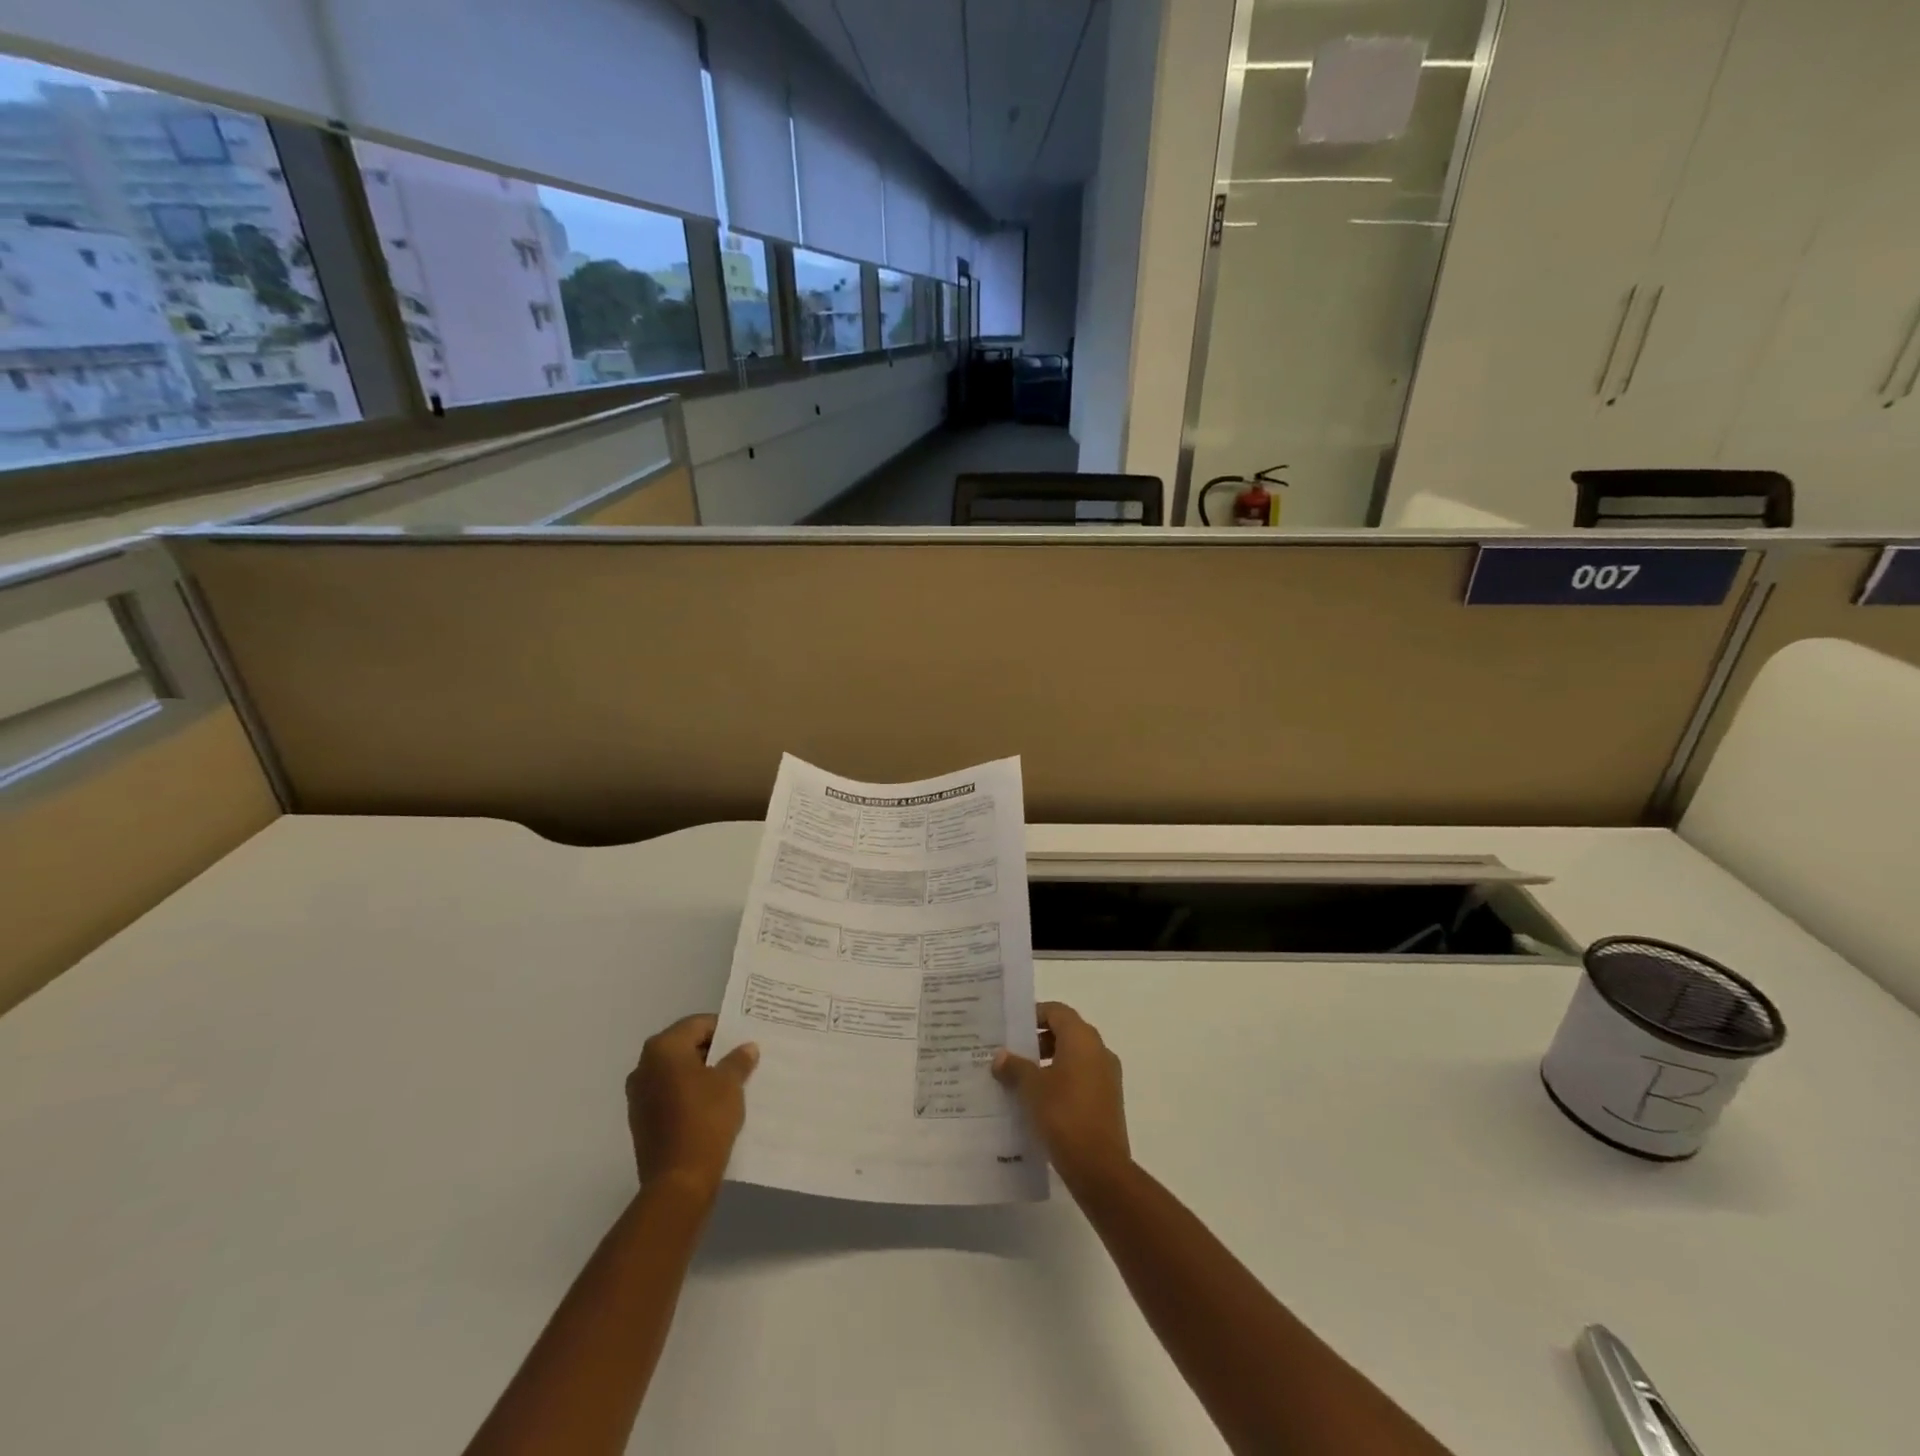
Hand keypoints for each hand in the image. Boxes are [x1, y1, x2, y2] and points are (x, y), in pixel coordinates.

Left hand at [625, 1014, 757, 1199]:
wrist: (678, 1181)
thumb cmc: (705, 1119)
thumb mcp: (730, 1084)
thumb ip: (738, 1060)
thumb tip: (747, 1048)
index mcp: (663, 1049)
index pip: (697, 1024)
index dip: (723, 1030)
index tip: (744, 1040)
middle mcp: (644, 1067)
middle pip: (684, 1046)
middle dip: (711, 1051)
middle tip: (740, 1059)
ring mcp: (639, 1095)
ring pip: (676, 1072)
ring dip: (700, 1073)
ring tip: (729, 1082)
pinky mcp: (641, 1120)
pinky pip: (669, 1094)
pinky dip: (688, 1094)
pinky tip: (711, 1105)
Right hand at [993, 1001, 1129, 1187]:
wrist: (1100, 1168)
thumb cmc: (1064, 1115)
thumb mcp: (1031, 1088)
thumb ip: (1015, 1067)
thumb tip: (1000, 1056)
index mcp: (1082, 1039)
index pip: (1057, 1012)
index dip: (1034, 1015)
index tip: (1012, 1027)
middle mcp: (1099, 1051)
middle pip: (1067, 1032)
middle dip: (1039, 1040)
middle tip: (1012, 1053)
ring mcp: (1107, 1076)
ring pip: (1074, 1057)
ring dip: (1049, 1062)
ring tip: (1021, 1079)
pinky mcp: (1108, 1100)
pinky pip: (1082, 1078)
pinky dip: (1062, 1080)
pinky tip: (1040, 1101)